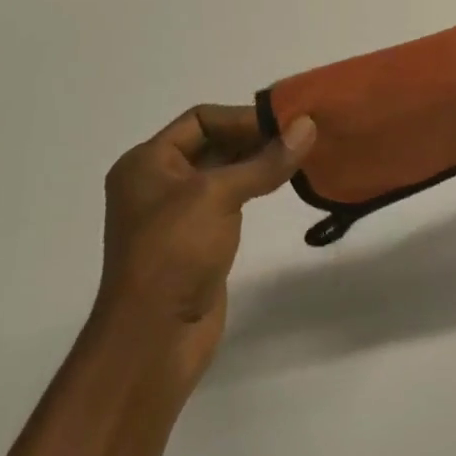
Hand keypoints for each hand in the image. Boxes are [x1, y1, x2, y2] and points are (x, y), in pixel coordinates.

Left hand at [96, 105, 315, 385]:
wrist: (154, 338)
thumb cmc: (175, 251)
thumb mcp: (218, 195)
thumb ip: (265, 161)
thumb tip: (308, 125)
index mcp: (147, 162)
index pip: (200, 119)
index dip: (242, 118)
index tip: (286, 124)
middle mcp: (157, 182)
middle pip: (211, 143)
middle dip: (254, 138)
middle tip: (300, 136)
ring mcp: (176, 214)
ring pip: (222, 173)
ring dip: (256, 163)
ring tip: (298, 157)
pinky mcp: (195, 241)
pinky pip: (227, 202)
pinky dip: (252, 189)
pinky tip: (280, 186)